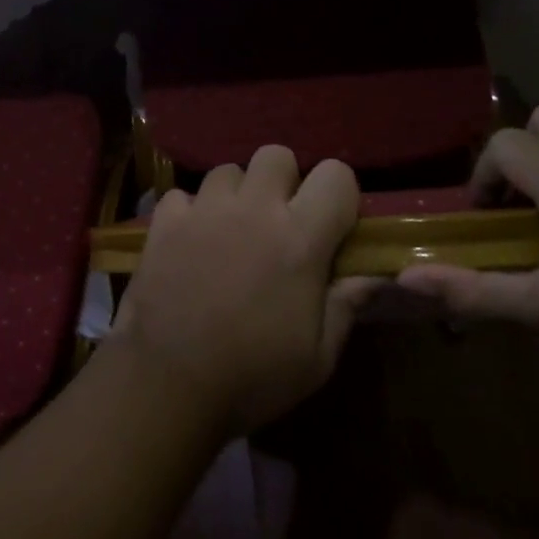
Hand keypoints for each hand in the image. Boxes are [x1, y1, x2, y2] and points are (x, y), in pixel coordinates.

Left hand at [109, 145, 370, 438]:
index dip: (338, 194)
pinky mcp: (164, 220)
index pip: (336, 174)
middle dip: (283, 181)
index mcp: (299, 237)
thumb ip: (346, 304)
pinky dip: (190, 212)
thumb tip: (374, 274)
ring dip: (235, 195)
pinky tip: (190, 242)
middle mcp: (253, 208)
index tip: (331, 223)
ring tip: (231, 231)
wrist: (168, 383)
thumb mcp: (318, 357)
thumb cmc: (253, 376)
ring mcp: (204, 209)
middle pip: (276, 155)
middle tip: (278, 220)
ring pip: (227, 170)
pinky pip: (183, 195)